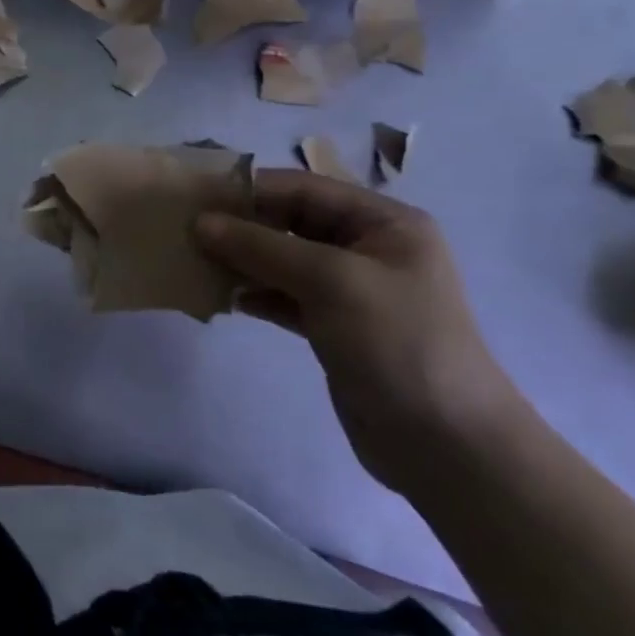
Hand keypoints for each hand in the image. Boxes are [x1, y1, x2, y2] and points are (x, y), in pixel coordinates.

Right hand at [194, 171, 524, 495]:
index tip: (197, 196)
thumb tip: (200, 223)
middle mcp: (367, 249)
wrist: (447, 446)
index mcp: (384, 223)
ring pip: (283, 260)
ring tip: (196, 262)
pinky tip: (223, 298)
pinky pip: (285, 296)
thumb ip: (261, 247)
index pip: (304, 189)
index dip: (251, 189)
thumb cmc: (397, 343)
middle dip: (242, 226)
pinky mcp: (334, 327)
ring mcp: (351, 290)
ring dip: (242, 260)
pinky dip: (255, 294)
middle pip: (291, 223)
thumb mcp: (330, 281)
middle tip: (187, 230)